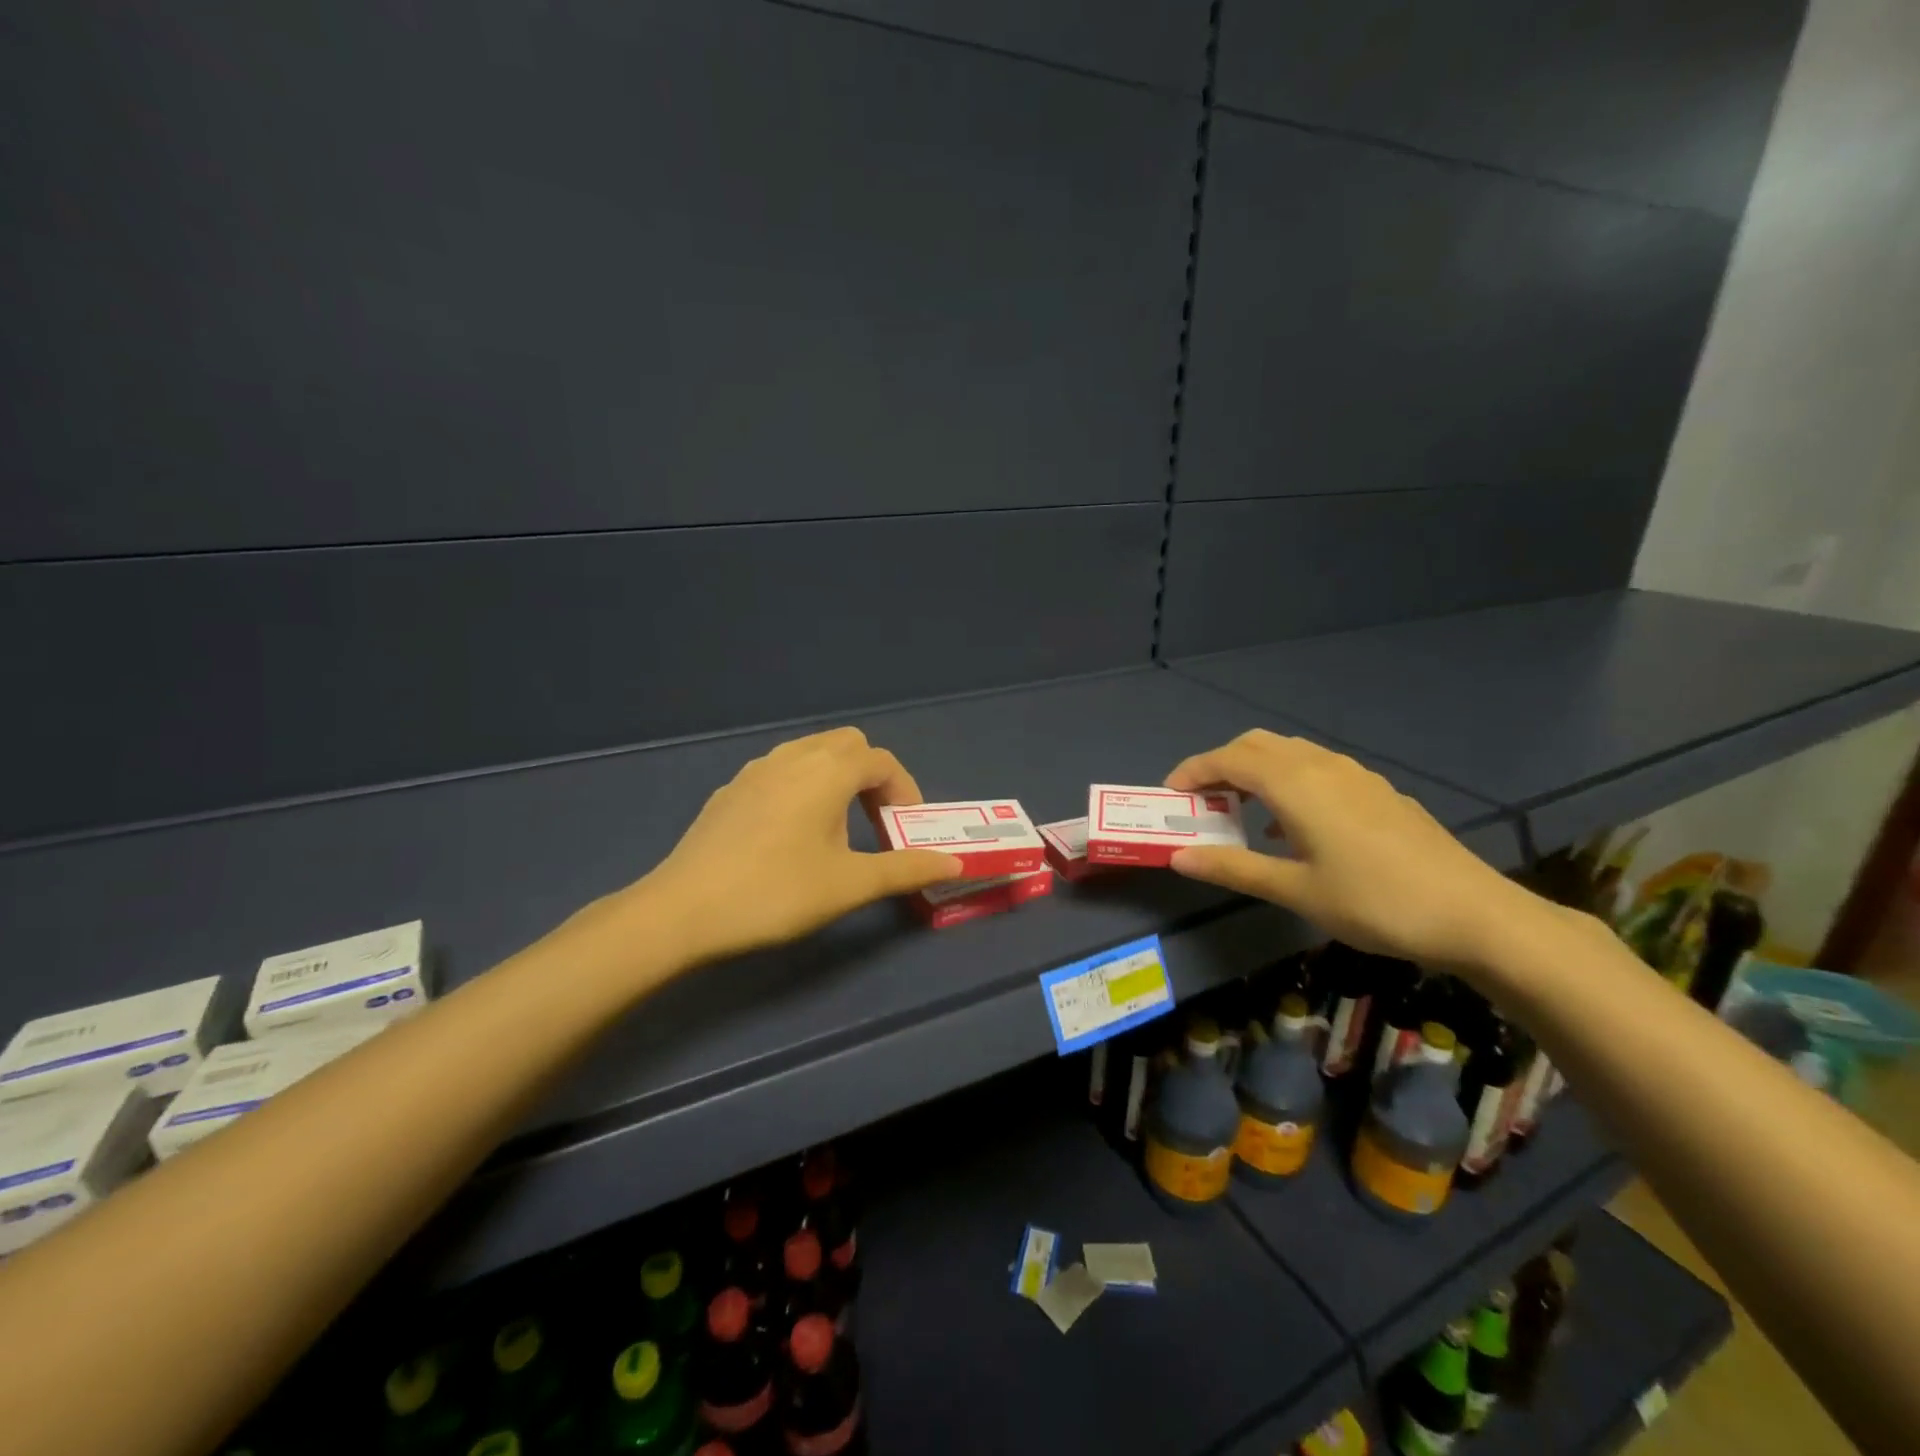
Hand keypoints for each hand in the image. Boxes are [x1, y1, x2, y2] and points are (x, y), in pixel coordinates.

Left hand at [628, 727, 963, 965]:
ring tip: (838, 828)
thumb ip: (906, 869)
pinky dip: (804, 786)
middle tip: (877, 822)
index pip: (882, 761)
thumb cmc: (776, 892)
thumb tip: (954, 862)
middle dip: (872, 777)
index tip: (907, 830)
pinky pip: (781, 771)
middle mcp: (793, 756)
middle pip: (848, 745)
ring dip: (837, 779)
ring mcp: (755, 770)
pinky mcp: (730, 790)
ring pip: (811, 753)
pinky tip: (791, 834)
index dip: (905, 790)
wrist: (683, 910)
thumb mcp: (850, 884)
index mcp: (827, 771)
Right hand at [1164, 730, 1542, 968]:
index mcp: (1295, 784)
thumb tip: (1177, 857)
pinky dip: (1286, 780)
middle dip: (1220, 765)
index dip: (1192, 771)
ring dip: (1254, 770)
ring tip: (1240, 811)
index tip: (1170, 796)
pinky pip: (1316, 768)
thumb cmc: (1373, 902)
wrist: (1473, 914)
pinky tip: (1291, 826)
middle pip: (1256, 745)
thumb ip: (1233, 867)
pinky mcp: (1377, 790)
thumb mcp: (1295, 890)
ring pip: (1289, 752)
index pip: (1228, 759)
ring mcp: (1355, 775)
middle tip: (1201, 802)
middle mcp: (1321, 766)